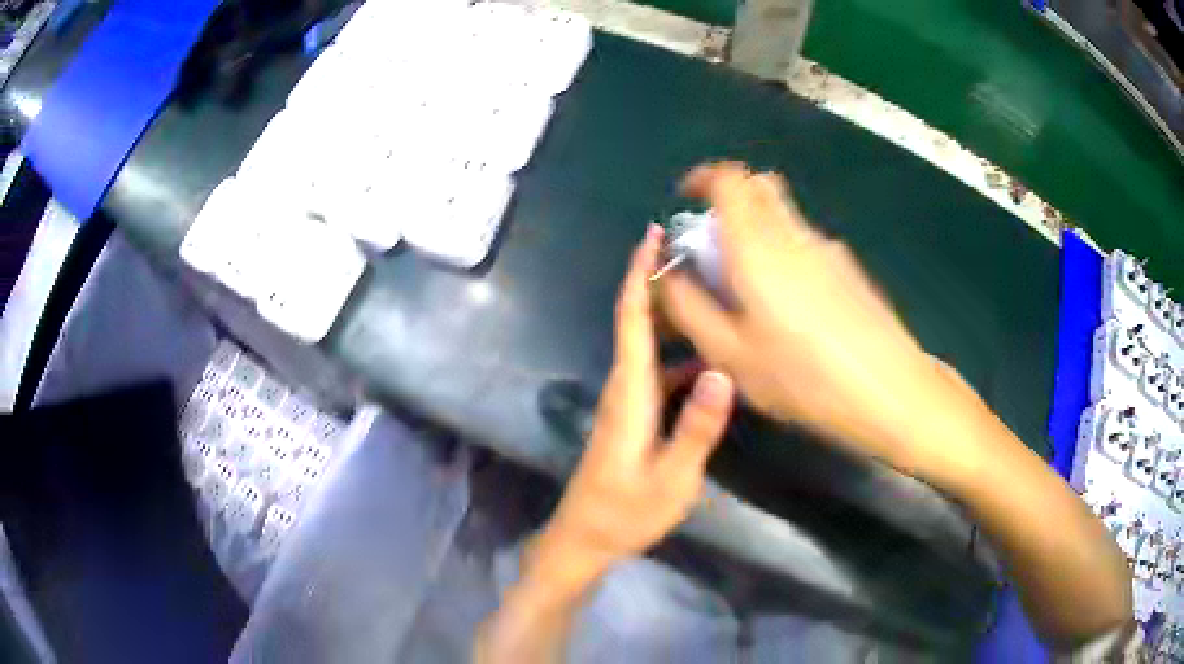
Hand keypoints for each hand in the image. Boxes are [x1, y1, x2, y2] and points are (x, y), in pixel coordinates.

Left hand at [536, 224, 735, 591]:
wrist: (586, 539)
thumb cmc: (625, 512)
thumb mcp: (671, 478)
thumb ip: (697, 428)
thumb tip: (723, 373)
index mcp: (630, 393)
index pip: (632, 319)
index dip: (640, 274)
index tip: (653, 235)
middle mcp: (625, 388)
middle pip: (638, 322)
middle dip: (660, 283)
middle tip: (700, 254)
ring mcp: (628, 404)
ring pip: (650, 348)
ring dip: (674, 319)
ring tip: (714, 299)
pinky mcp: (633, 419)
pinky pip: (659, 375)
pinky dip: (682, 359)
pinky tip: (713, 364)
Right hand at [656, 162, 958, 475]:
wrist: (888, 390)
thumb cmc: (803, 377)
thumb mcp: (730, 355)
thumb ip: (690, 309)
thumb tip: (669, 276)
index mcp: (758, 246)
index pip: (730, 179)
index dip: (704, 179)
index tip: (688, 199)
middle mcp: (794, 235)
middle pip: (760, 186)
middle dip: (730, 199)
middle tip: (714, 241)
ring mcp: (827, 250)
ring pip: (783, 217)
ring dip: (757, 232)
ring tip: (749, 292)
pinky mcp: (849, 270)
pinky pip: (805, 244)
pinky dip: (784, 254)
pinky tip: (790, 312)